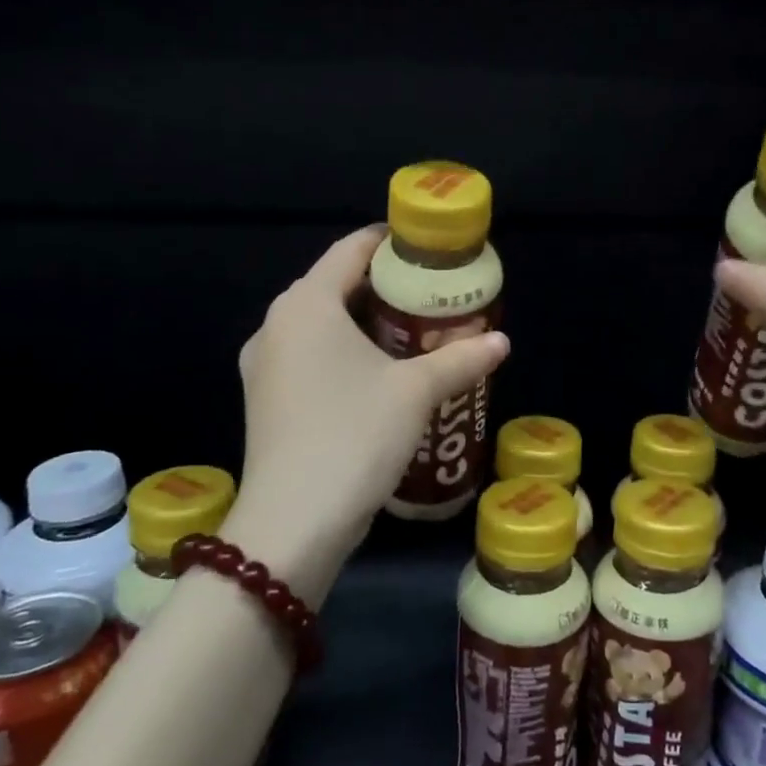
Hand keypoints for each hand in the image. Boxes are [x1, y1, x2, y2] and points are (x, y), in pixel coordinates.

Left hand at [226, 226, 509, 599]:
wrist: (293, 523)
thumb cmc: (354, 435)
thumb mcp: (416, 392)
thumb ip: (461, 359)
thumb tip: (501, 341)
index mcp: (306, 304)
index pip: (350, 250)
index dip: (390, 243)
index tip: (428, 250)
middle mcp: (275, 325)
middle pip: (335, 286)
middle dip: (384, 289)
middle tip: (432, 297)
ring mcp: (264, 366)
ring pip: (320, 326)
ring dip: (364, 325)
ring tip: (413, 336)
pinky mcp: (265, 401)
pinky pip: (309, 358)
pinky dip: (343, 355)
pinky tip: (377, 377)